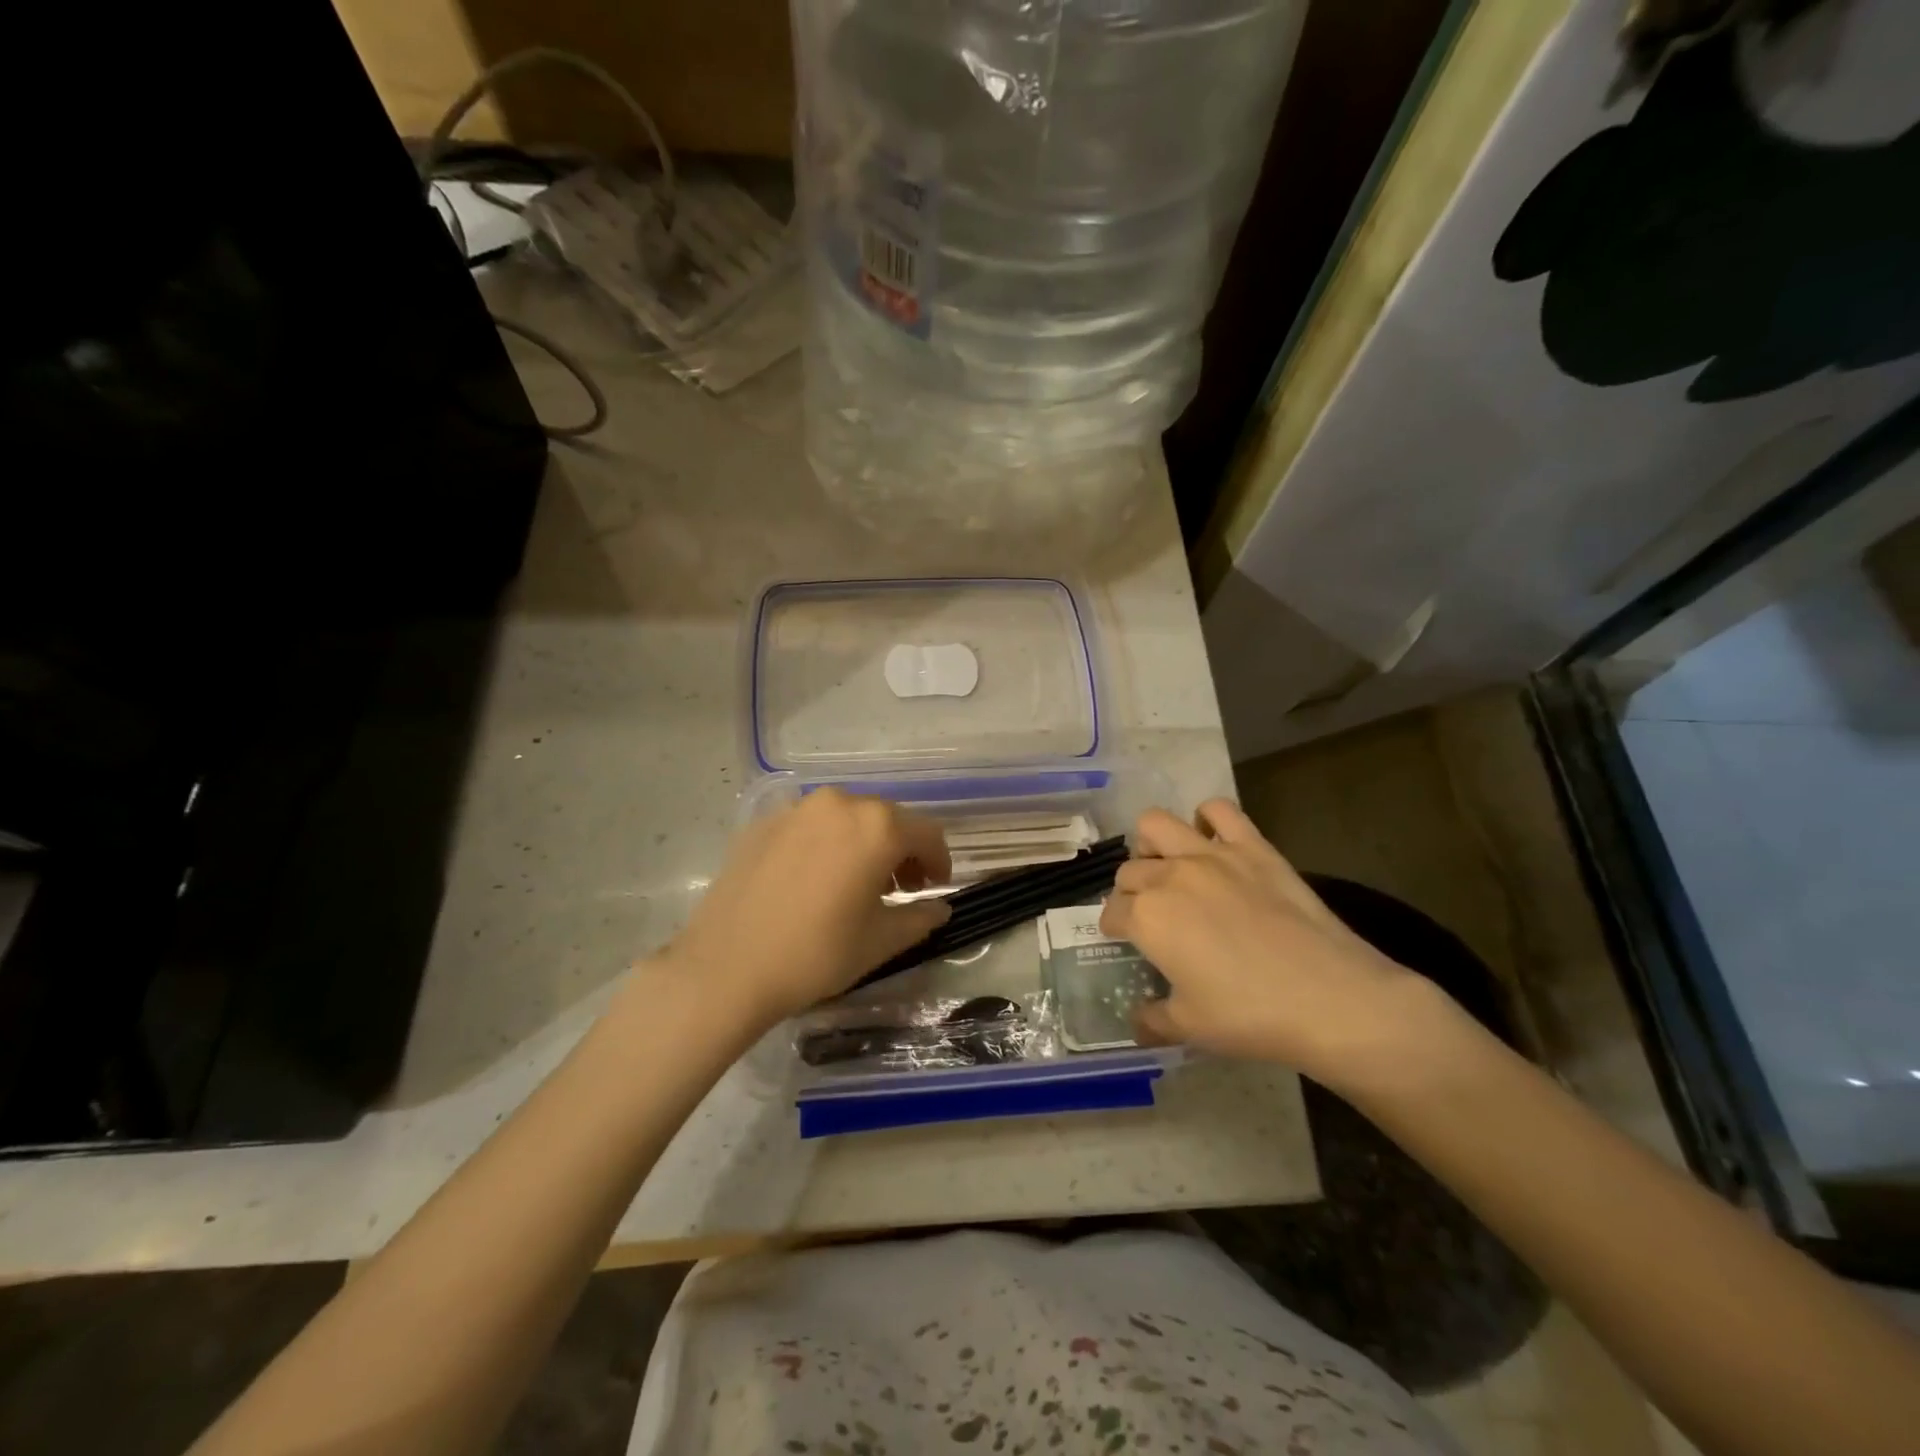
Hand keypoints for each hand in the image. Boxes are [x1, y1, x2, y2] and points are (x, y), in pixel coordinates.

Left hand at [660, 789, 951, 1025]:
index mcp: (877, 827)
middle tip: (899, 888)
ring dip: (864, 844)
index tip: (934, 888)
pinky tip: (813, 880)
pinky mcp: (763, 822)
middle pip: (887, 819)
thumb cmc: (816, 954)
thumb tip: (940, 908)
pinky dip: (826, 844)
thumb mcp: (880, 941)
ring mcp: (797, 809)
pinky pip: (810, 825)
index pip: (927, 833)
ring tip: (856, 883)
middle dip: (901, 851)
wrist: (725, 967)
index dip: (939, 861)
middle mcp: (840, 804)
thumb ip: (920, 918)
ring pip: (847, 818)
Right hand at [1099, 800, 1442, 1088]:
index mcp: (1147, 917)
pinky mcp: (1252, 846)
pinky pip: (1219, 810)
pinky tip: (1213, 842)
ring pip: (1156, 824)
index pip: (1111, 912)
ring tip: (1169, 867)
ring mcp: (1211, 855)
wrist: (1328, 997)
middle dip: (1131, 891)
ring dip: (1152, 845)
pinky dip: (1208, 819)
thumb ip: (1152, 1020)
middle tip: (1152, 914)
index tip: (1125, 939)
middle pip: (1130, 870)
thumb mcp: (1190, 1028)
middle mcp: (1169, 876)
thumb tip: (1137, 1022)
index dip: (1114, 927)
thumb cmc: (1250, 1015)